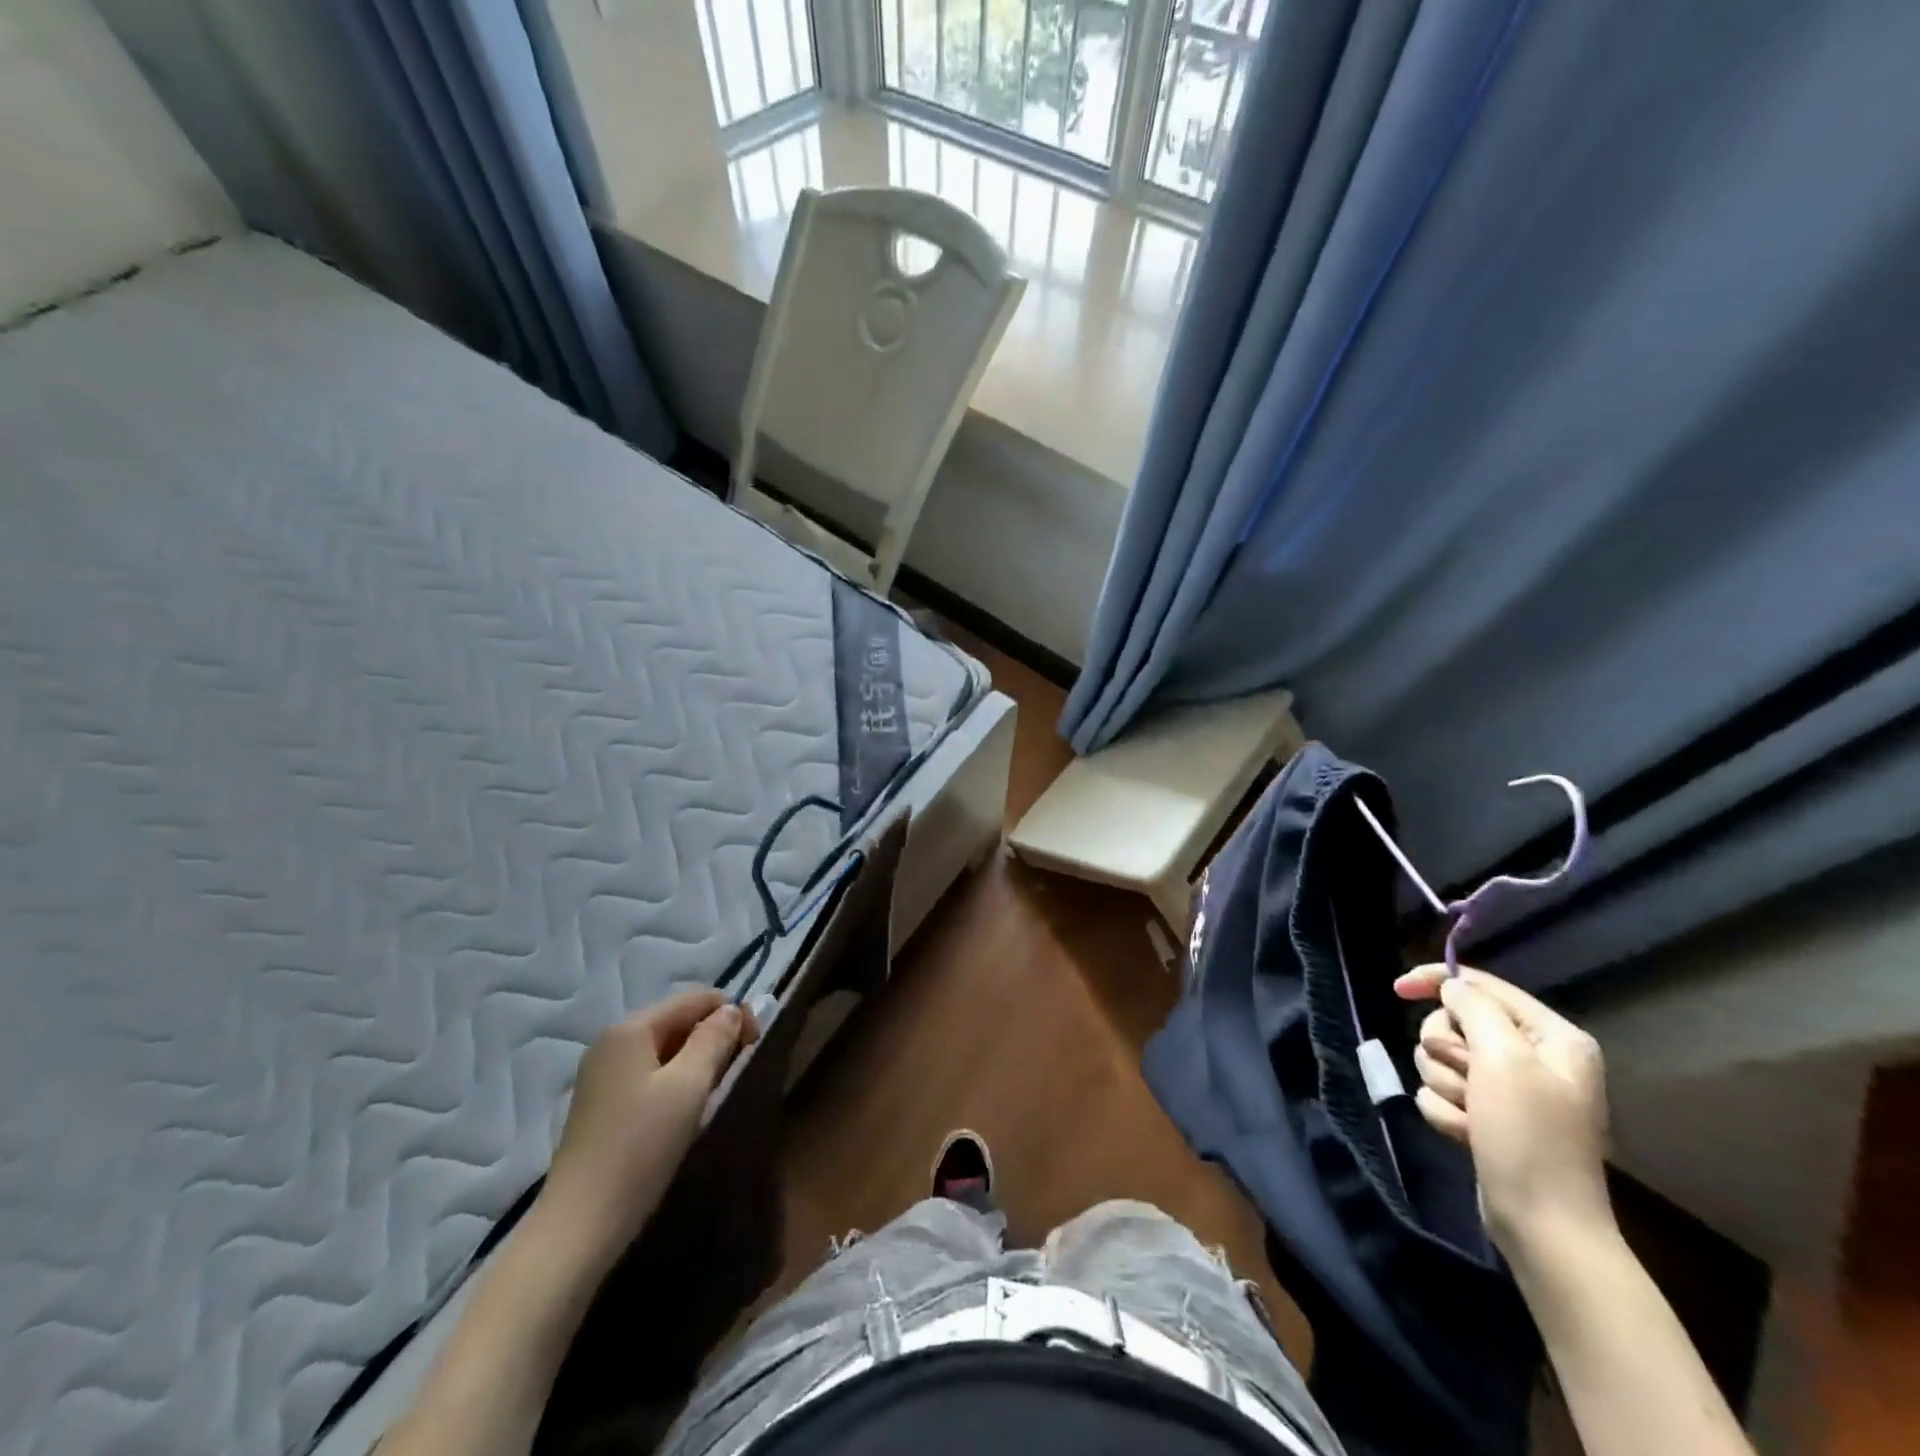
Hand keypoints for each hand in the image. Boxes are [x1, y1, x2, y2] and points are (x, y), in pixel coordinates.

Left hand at [538, 989, 758, 1265]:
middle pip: (676, 1020)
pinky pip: (647, 1072)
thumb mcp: (689, 1086)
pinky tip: (683, 1109)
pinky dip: (673, 1079)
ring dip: (695, 1059)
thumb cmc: (641, 1147)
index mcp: (631, 1029)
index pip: (694, 999)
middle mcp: (611, 1041)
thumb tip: (731, 1010)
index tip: (755, 1043)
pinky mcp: (598, 1105)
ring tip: (715, 1089)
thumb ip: (714, 1039)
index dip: (731, 1012)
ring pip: (663, 1048)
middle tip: (738, 1067)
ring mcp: (600, 1074)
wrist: (580, 1225)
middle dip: (713, 1035)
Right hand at [1394, 965, 1612, 1258]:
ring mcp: (1508, 1089)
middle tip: (1467, 1079)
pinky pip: (1442, 1092)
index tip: (1397, 989)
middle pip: (1454, 1022)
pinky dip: (1447, 1112)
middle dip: (1446, 1051)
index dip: (1436, 981)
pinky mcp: (1488, 1115)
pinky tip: (1468, 1136)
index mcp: (1553, 1037)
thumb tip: (1451, 987)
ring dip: (1445, 1085)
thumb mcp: (1503, 1059)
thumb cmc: (1530, 1137)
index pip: (1481, 985)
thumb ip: (1475, 1008)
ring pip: (1441, 1058)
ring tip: (1471, 1116)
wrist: (1543, 1227)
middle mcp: (1533, 1056)